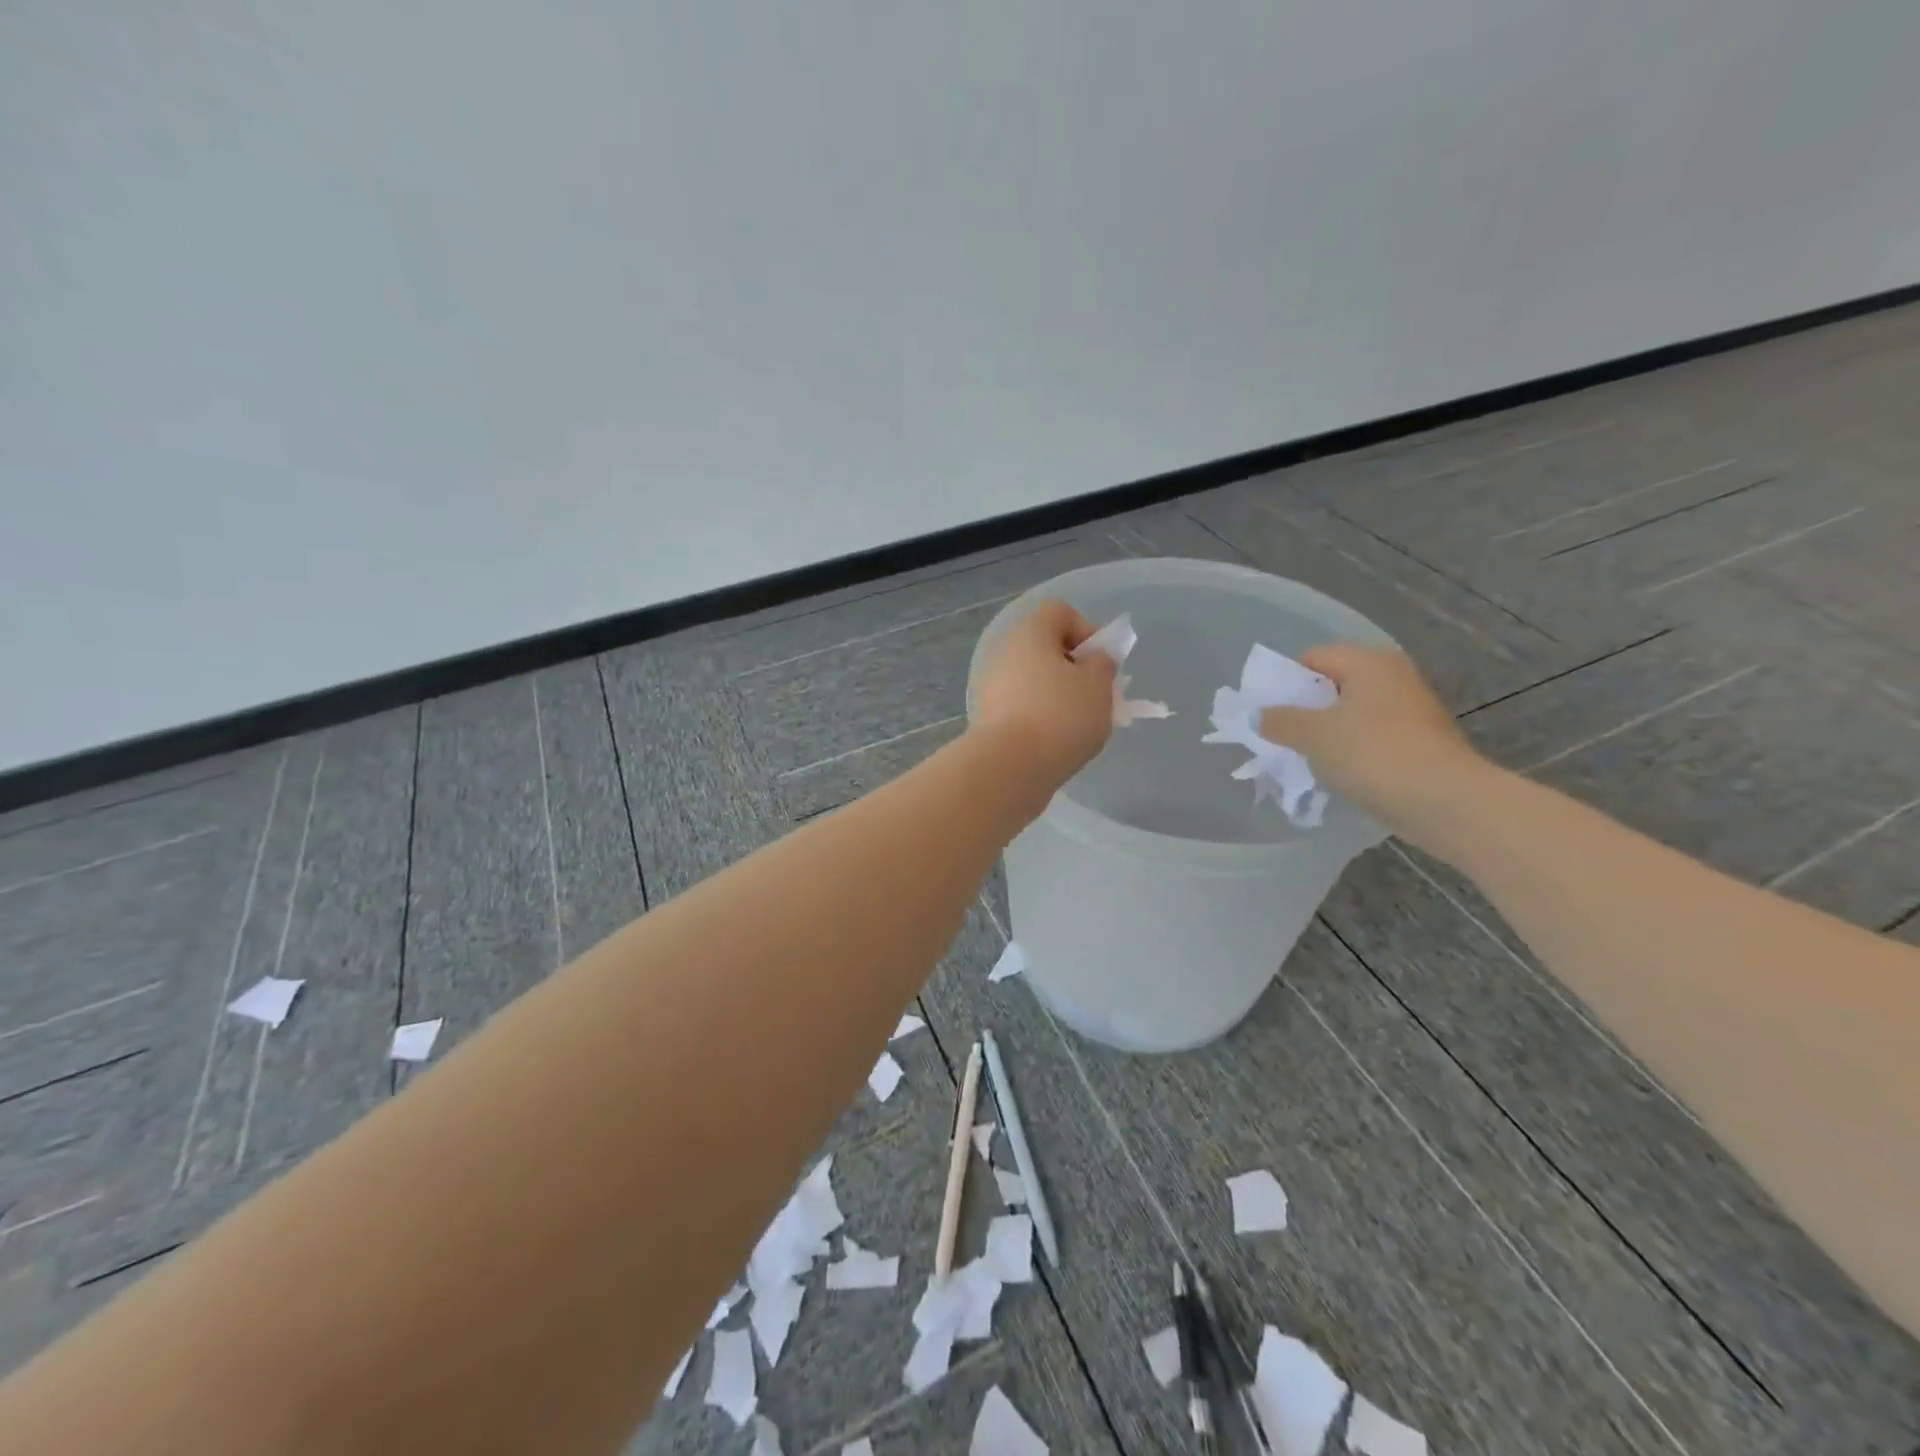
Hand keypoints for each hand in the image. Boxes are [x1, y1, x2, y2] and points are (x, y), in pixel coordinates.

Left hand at [970, 598, 1116, 797]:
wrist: (1009, 767)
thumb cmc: (1060, 716)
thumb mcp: (1098, 686)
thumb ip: (1102, 665)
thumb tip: (1093, 659)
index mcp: (1030, 632)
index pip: (1060, 612)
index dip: (1087, 631)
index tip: (1100, 664)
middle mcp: (1005, 651)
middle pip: (1046, 647)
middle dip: (1074, 668)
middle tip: (1095, 696)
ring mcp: (991, 684)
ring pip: (1034, 679)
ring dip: (1058, 695)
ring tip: (1078, 725)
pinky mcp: (987, 716)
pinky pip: (1021, 705)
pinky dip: (1040, 716)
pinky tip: (1055, 742)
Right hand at [1258, 644, 1489, 843]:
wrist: (1445, 802)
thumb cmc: (1373, 754)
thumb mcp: (1313, 735)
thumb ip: (1279, 721)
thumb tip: (1258, 716)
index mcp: (1369, 662)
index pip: (1313, 657)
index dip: (1285, 681)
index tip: (1267, 712)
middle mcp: (1393, 676)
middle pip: (1333, 685)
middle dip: (1304, 710)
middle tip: (1280, 736)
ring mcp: (1411, 710)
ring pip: (1352, 714)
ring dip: (1326, 733)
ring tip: (1304, 759)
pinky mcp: (1420, 742)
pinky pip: (1371, 738)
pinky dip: (1351, 751)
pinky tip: (1337, 774)